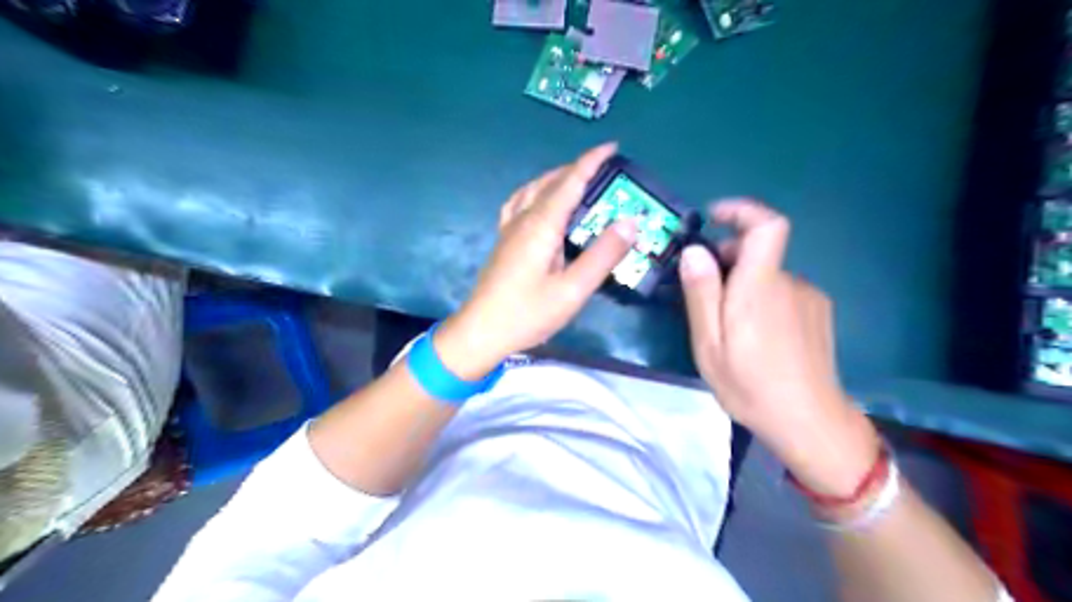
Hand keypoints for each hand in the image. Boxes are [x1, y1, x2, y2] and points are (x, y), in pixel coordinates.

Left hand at [435, 144, 635, 378]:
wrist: (482, 332)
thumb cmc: (528, 314)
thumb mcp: (572, 290)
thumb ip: (602, 255)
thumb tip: (630, 221)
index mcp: (541, 225)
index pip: (569, 182)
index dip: (591, 161)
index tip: (613, 146)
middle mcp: (523, 219)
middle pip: (550, 181)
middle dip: (577, 168)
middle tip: (605, 169)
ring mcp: (509, 229)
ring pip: (533, 189)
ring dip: (556, 178)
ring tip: (577, 180)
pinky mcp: (504, 241)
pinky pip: (520, 203)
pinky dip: (536, 192)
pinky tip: (541, 203)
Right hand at [678, 199, 878, 496]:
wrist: (810, 422)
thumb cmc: (751, 386)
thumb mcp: (710, 345)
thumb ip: (702, 294)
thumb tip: (694, 252)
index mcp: (760, 288)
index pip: (767, 225)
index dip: (742, 210)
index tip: (714, 216)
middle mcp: (790, 283)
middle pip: (758, 251)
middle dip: (727, 259)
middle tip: (704, 295)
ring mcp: (809, 297)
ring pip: (768, 275)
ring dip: (743, 285)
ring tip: (728, 325)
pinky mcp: (818, 312)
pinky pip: (783, 291)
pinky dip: (762, 298)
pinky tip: (756, 335)